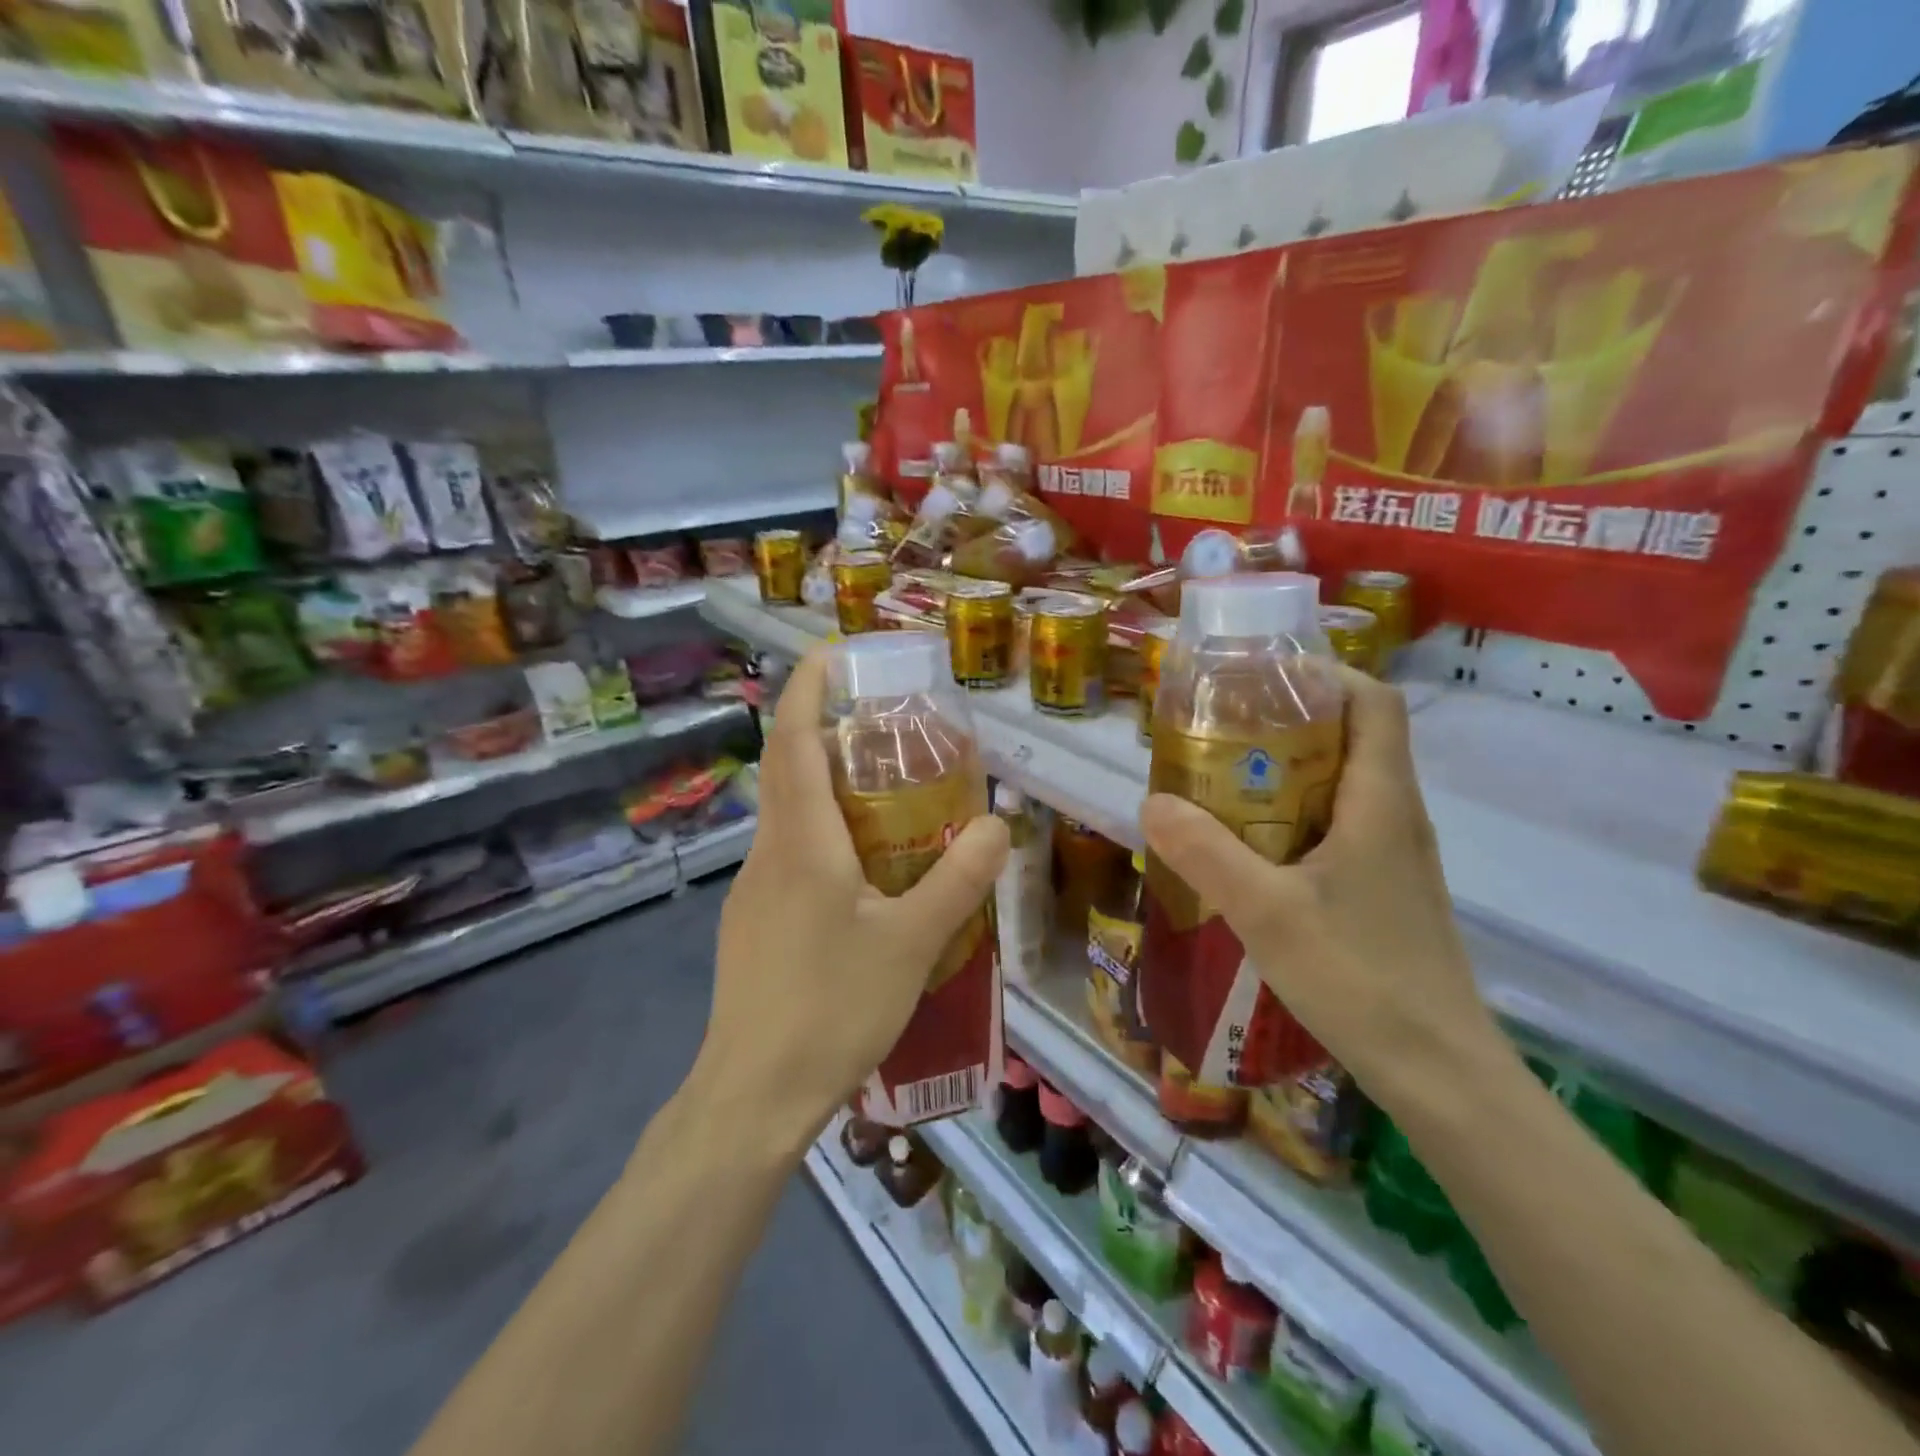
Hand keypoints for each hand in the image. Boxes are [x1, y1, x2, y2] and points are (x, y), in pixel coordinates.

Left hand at [699, 648, 1009, 1147]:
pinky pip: (787, 854)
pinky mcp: (753, 923)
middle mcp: (768, 853)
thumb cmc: (832, 1008)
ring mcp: (753, 889)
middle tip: (879, 722)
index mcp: (801, 842)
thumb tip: (997, 824)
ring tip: (880, 791)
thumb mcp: (912, 943)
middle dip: (821, 729)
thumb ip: (957, 880)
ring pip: (786, 814)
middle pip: (786, 769)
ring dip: (822, 784)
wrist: (753, 1094)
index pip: (794, 741)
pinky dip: (819, 831)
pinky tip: (859, 871)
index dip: (807, 690)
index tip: (831, 654)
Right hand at [1140, 667, 1510, 1114]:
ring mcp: (1393, 857)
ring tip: (1219, 785)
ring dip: (1284, 774)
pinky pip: (1336, 829)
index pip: (1371, 701)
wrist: (1440, 1074)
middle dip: (1284, 723)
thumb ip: (1205, 853)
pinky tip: (1248, 853)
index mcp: (1381, 801)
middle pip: (1350, 737)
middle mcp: (1395, 816)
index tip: (1257, 679)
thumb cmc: (1360, 978)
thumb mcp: (1266, 912)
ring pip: (1340, 787)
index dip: (1322, 674)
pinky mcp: (1383, 891)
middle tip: (1217, 733)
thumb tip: (1152, 803)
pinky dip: (1291, 820)